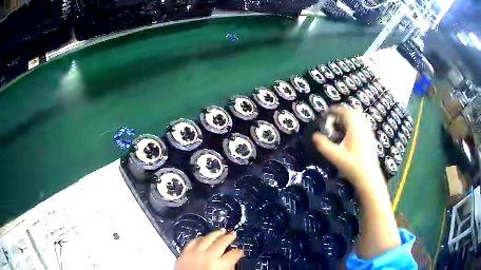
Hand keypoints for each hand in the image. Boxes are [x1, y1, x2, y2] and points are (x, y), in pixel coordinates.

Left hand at [175, 229, 243, 269]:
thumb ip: (228, 268)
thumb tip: (231, 261)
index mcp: (219, 265)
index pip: (233, 255)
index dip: (238, 252)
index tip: (240, 250)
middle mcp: (207, 256)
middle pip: (221, 243)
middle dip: (229, 237)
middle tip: (233, 233)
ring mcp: (195, 253)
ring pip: (207, 239)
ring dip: (216, 234)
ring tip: (222, 231)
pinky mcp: (184, 253)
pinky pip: (193, 241)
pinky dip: (200, 238)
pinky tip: (204, 237)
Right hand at [313, 107, 400, 258]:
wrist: (373, 188)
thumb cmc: (358, 174)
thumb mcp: (339, 160)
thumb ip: (326, 148)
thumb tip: (314, 138)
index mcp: (358, 131)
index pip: (346, 112)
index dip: (335, 110)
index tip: (324, 114)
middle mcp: (365, 132)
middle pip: (353, 114)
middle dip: (340, 114)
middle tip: (329, 122)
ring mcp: (369, 139)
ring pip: (358, 122)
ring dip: (347, 122)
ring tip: (335, 130)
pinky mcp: (370, 147)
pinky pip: (361, 132)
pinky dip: (353, 130)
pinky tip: (347, 141)